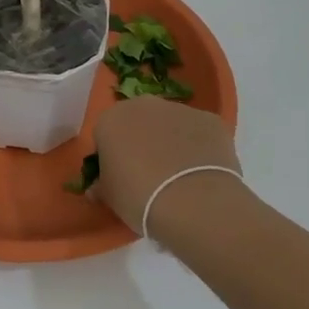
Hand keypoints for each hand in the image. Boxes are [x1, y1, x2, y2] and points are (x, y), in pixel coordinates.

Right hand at [92, 98, 241, 236]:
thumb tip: (98, 186)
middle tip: (148, 173)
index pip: (105, 134)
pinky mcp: (211, 119)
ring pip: (170, 124)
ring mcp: (180, 109)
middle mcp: (143, 105)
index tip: (119, 176)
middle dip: (141, 141)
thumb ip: (101, 184)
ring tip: (179, 176)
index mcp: (111, 120)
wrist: (194, 203)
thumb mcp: (109, 197)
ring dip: (171, 141)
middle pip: (138, 121)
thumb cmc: (139, 198)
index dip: (111, 156)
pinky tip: (201, 173)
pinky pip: (198, 132)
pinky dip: (198, 147)